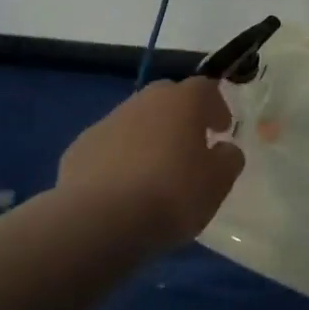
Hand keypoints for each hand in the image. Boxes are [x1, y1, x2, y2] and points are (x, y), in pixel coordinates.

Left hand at [56, 78, 244, 254]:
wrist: (99, 221)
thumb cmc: (171, 195)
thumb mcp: (218, 183)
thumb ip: (228, 159)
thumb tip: (224, 149)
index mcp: (182, 101)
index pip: (205, 88)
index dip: (217, 107)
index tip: (222, 129)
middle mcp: (144, 100)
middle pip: (168, 98)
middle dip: (181, 117)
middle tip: (189, 145)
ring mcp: (108, 122)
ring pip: (136, 121)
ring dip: (149, 137)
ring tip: (154, 172)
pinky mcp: (79, 148)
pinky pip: (109, 147)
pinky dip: (119, 159)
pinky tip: (122, 189)